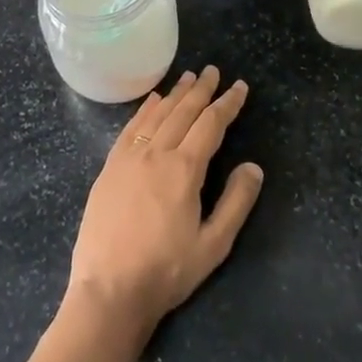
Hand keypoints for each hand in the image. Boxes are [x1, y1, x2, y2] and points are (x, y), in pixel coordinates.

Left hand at [64, 66, 264, 341]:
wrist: (108, 291)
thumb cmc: (166, 272)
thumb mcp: (213, 246)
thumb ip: (236, 203)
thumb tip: (253, 166)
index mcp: (184, 170)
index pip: (211, 124)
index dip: (227, 103)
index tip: (239, 87)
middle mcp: (156, 154)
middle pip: (183, 112)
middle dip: (201, 89)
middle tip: (213, 70)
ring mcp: (129, 159)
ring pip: (157, 115)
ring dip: (175, 94)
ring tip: (187, 78)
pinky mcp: (109, 168)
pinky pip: (131, 128)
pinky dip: (144, 110)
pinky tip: (152, 101)